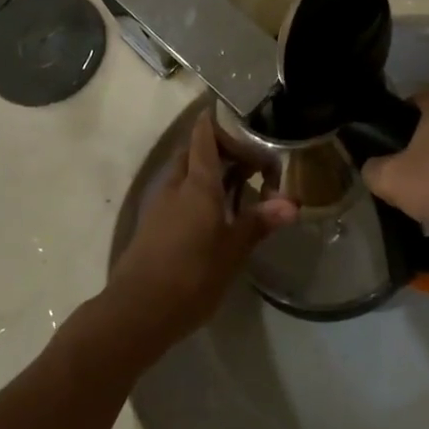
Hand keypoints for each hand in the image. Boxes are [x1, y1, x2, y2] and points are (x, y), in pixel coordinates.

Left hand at [107, 110, 296, 347]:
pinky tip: (212, 217)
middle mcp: (175, 186)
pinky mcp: (150, 227)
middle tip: (248, 164)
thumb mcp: (232, 251)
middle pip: (194, 152)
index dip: (216, 121)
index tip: (234, 114)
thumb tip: (292, 204)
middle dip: (219, 150)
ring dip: (206, 173)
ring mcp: (158, 206)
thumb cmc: (191, 276)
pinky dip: (194, 194)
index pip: (205, 137)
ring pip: (183, 174)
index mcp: (197, 183)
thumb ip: (259, 222)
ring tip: (235, 190)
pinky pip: (175, 195)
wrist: (135, 313)